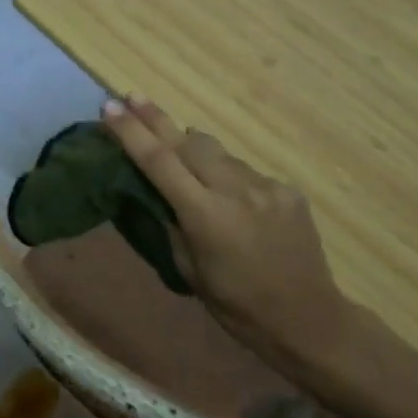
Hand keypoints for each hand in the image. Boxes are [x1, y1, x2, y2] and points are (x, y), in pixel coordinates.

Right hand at [99, 95, 349, 384]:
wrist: (309, 320)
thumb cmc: (237, 306)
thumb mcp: (189, 271)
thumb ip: (171, 223)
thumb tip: (156, 189)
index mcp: (206, 216)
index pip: (159, 161)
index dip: (131, 132)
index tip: (109, 107)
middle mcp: (236, 191)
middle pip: (188, 141)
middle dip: (158, 120)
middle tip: (133, 98)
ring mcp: (267, 187)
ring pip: (219, 153)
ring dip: (197, 153)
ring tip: (187, 167)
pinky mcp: (288, 190)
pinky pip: (246, 172)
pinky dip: (229, 177)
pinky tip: (234, 202)